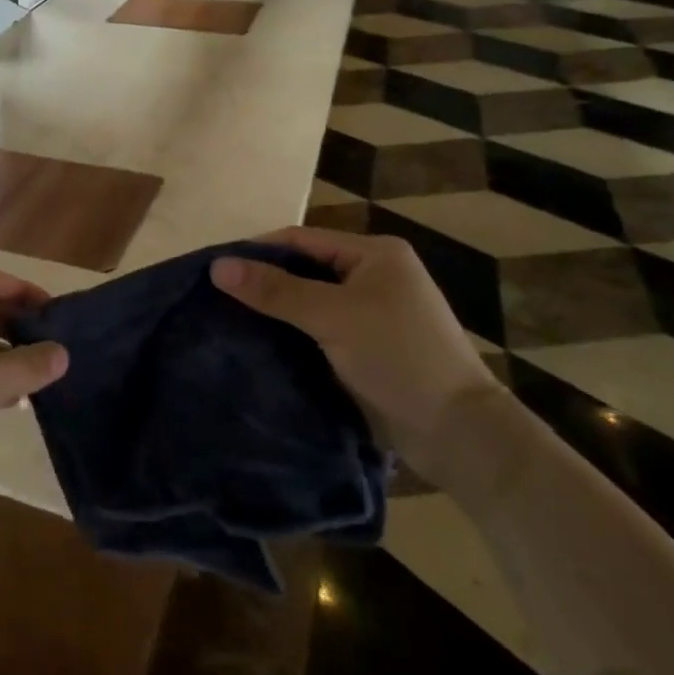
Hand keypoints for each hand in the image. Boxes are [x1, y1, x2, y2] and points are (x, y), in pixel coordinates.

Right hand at [211, 228, 500, 463]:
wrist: (459, 434)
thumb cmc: (399, 357)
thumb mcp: (333, 316)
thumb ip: (275, 290)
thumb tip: (217, 266)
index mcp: (375, 254)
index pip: (300, 240)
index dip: (257, 251)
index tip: (215, 270)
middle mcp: (374, 276)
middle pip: (303, 270)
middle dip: (263, 282)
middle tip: (216, 298)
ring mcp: (372, 314)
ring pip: (309, 302)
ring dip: (275, 311)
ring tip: (228, 320)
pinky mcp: (367, 348)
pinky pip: (318, 330)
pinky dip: (291, 334)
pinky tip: (259, 344)